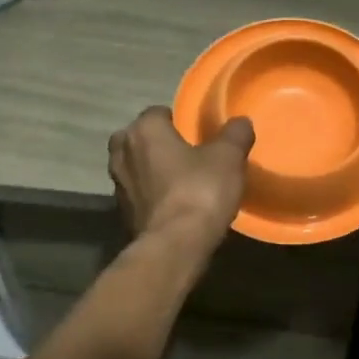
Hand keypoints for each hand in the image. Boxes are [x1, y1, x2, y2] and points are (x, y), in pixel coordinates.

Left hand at [108, 107, 254, 248]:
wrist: (174, 246)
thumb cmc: (199, 190)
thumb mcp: (228, 157)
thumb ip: (235, 134)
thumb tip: (241, 122)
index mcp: (143, 130)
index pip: (157, 113)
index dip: (177, 120)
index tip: (196, 132)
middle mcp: (122, 153)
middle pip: (138, 138)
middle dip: (157, 143)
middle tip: (185, 154)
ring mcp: (117, 185)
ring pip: (135, 167)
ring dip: (151, 170)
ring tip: (179, 180)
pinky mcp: (120, 214)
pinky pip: (137, 194)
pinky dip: (150, 196)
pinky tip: (172, 205)